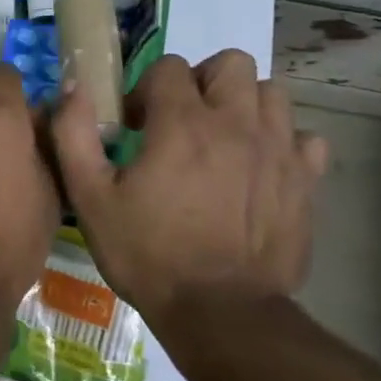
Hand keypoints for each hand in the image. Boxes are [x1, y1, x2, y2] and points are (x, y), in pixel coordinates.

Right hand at [51, 49, 328, 311]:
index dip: (146, 89)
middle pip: (231, 64)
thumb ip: (74, 133)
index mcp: (182, 123)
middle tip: (183, 120)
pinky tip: (261, 168)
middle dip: (203, 82)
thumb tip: (74, 86)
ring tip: (222, 139)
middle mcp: (236, 124)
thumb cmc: (148, 253)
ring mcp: (279, 151)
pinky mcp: (306, 183)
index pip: (169, 67)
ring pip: (272, 93)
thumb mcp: (90, 196)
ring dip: (245, 105)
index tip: (136, 126)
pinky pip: (306, 139)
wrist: (220, 315)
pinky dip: (284, 143)